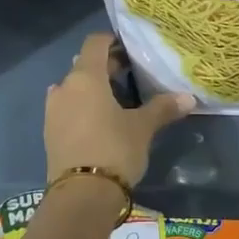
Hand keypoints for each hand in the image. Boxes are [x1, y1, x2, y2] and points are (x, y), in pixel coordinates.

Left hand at [45, 32, 192, 188]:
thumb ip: (163, 108)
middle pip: (84, 65)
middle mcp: (64, 87)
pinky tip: (100, 121)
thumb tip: (189, 97)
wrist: (81, 196)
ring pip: (74, 88)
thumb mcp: (142, 128)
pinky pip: (67, 108)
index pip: (95, 43)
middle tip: (131, 75)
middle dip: (106, 67)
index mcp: (85, 77)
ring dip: (92, 89)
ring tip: (116, 101)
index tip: (130, 48)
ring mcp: (53, 110)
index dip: (112, 41)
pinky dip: (82, 107)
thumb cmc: (114, 150)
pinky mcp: (50, 132)